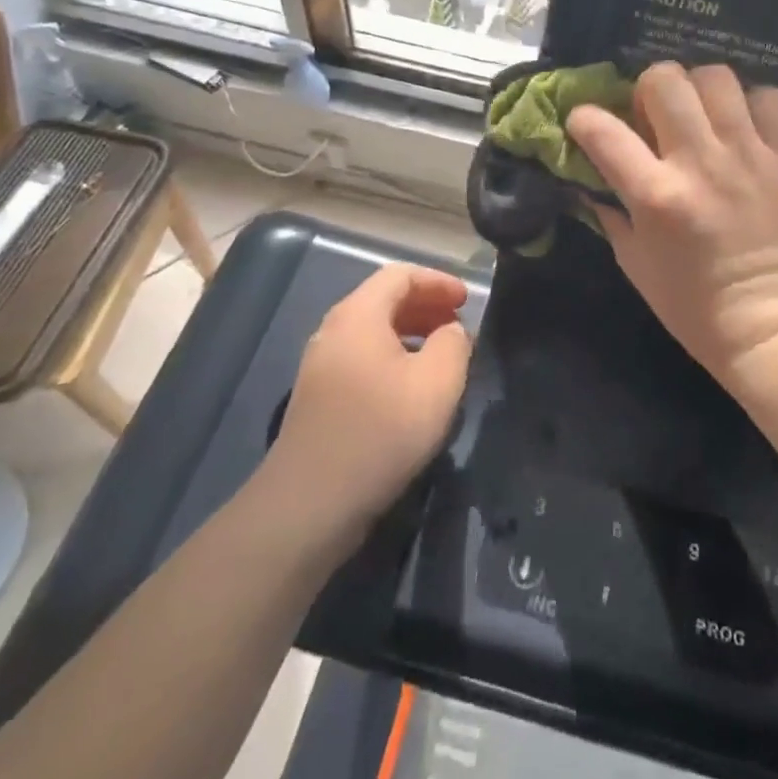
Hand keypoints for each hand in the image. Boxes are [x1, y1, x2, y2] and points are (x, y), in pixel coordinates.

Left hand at [266, 264, 472, 545]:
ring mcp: (321, 364)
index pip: (400, 275)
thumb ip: (454, 344)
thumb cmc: (381, 431)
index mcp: (358, 315)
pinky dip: (393, 356)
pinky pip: (362, 357)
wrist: (310, 503)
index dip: (438, 281)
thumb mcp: (437, 383)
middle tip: (458, 323)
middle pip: (384, 299)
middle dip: (426, 305)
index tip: (467, 300)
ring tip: (443, 353)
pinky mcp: (319, 396)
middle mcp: (334, 330)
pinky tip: (412, 386)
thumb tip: (451, 331)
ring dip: (411, 332)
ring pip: (373, 330)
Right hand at [567, 63, 777, 388]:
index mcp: (656, 195)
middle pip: (665, 81)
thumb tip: (592, 177)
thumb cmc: (691, 303)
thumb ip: (610, 212)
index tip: (585, 122)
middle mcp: (701, 163)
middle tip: (653, 113)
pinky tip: (743, 127)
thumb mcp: (633, 262)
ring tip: (700, 114)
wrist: (768, 324)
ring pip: (717, 78)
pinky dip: (751, 104)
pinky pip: (770, 99)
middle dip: (648, 88)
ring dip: (699, 90)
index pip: (603, 130)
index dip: (584, 118)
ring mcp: (749, 155)